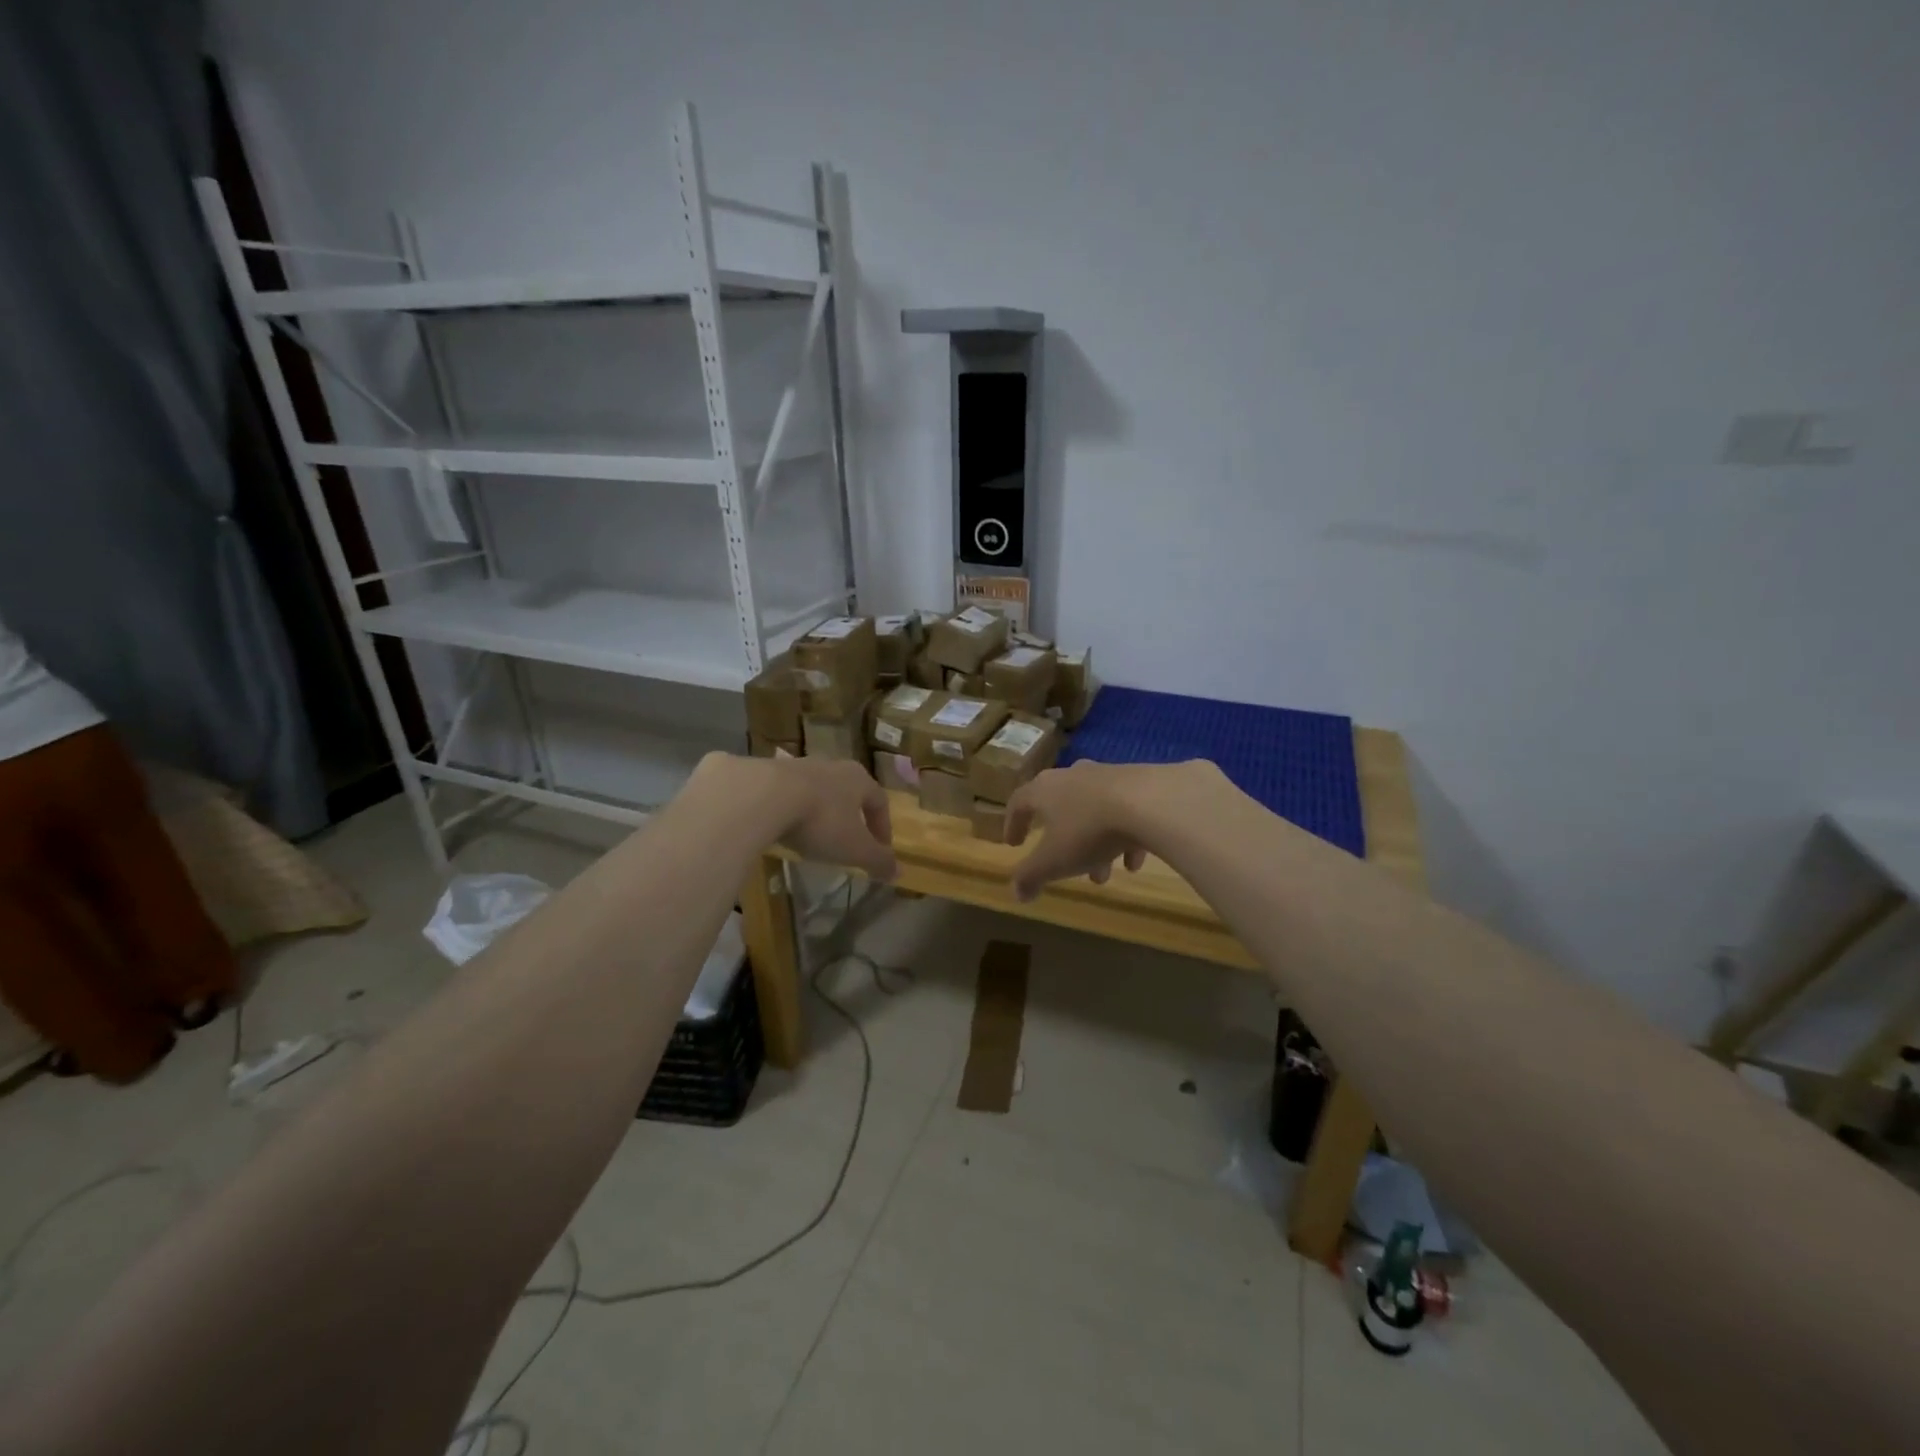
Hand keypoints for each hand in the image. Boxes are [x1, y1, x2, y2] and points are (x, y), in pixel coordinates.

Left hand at [741, 755, 897, 881]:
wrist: (765, 796)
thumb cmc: (822, 821)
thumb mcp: (855, 848)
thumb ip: (878, 860)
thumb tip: (899, 872)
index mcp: (859, 779)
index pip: (880, 801)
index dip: (883, 826)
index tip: (881, 849)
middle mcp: (833, 766)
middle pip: (850, 792)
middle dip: (853, 816)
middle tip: (850, 841)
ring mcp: (801, 766)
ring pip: (819, 791)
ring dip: (822, 812)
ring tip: (817, 837)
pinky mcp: (771, 773)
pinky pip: (791, 794)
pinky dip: (795, 811)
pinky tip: (787, 829)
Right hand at [1004, 761, 1153, 901]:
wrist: (1150, 801)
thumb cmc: (1089, 830)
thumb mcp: (1053, 862)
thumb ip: (1031, 877)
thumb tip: (1017, 893)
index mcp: (1044, 790)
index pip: (1019, 803)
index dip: (1014, 824)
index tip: (1014, 844)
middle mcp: (1072, 776)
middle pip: (1060, 808)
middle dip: (1062, 842)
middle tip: (1066, 869)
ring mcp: (1107, 775)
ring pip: (1093, 812)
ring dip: (1094, 844)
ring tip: (1104, 874)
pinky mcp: (1139, 781)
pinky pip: (1124, 810)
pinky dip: (1124, 835)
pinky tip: (1134, 861)